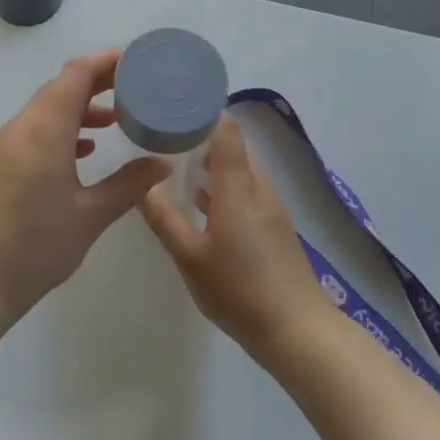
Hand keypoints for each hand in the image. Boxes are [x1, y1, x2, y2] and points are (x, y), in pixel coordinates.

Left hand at [0, 49, 168, 324]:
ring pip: (40, 114)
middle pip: (57, 90)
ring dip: (74, 111)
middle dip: (94, 84)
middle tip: (130, 89)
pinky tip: (74, 157)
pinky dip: (53, 133)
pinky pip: (25, 135)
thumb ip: (128, 185)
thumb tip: (161, 164)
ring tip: (110, 124)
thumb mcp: (89, 217)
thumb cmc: (34, 248)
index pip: (75, 75)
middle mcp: (16, 129)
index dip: (104, 62)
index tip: (133, 61)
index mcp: (43, 131)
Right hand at [140, 115, 334, 356]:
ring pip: (241, 170)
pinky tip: (202, 201)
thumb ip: (164, 219)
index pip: (226, 131)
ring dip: (213, 162)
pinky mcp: (275, 227)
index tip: (174, 106)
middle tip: (167, 134)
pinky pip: (246, 190)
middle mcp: (258, 188)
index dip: (203, 112)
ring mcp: (270, 208)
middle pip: (234, 147)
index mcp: (238, 187)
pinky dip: (224, 185)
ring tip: (177, 162)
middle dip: (202, 136)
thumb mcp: (190, 257)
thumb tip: (141, 185)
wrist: (298, 332)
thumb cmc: (239, 290)